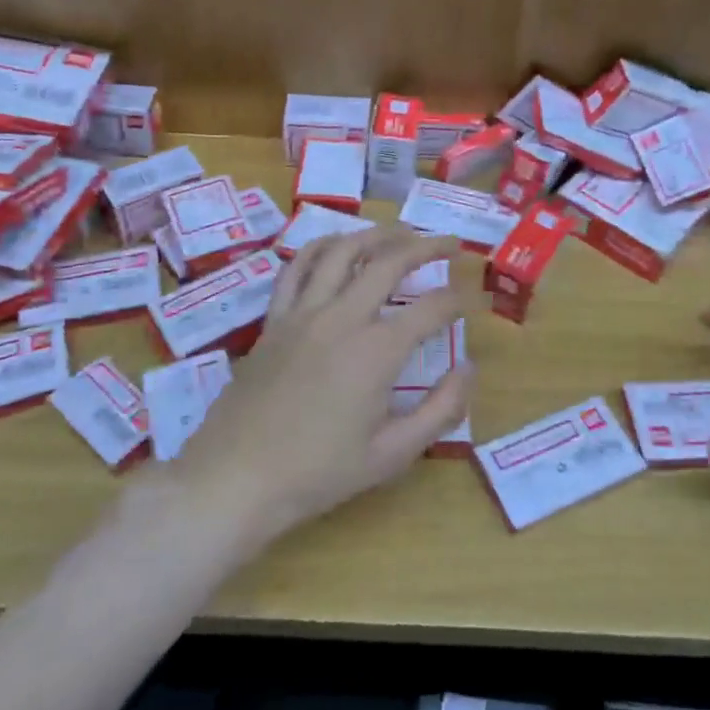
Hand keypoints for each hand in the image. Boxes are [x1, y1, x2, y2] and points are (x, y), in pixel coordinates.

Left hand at [170, 226, 474, 548]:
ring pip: (343, 251)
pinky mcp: (275, 319)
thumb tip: (468, 368)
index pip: (431, 309)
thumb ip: (440, 409)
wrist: (238, 477)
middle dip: (426, 246)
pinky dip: (321, 247)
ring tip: (398, 233)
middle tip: (448, 243)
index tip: (471, 298)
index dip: (457, 300)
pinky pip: (298, 268)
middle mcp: (342, 318)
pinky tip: (336, 246)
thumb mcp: (392, 455)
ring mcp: (303, 313)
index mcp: (377, 351)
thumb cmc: (319, 472)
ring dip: (376, 234)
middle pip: (390, 262)